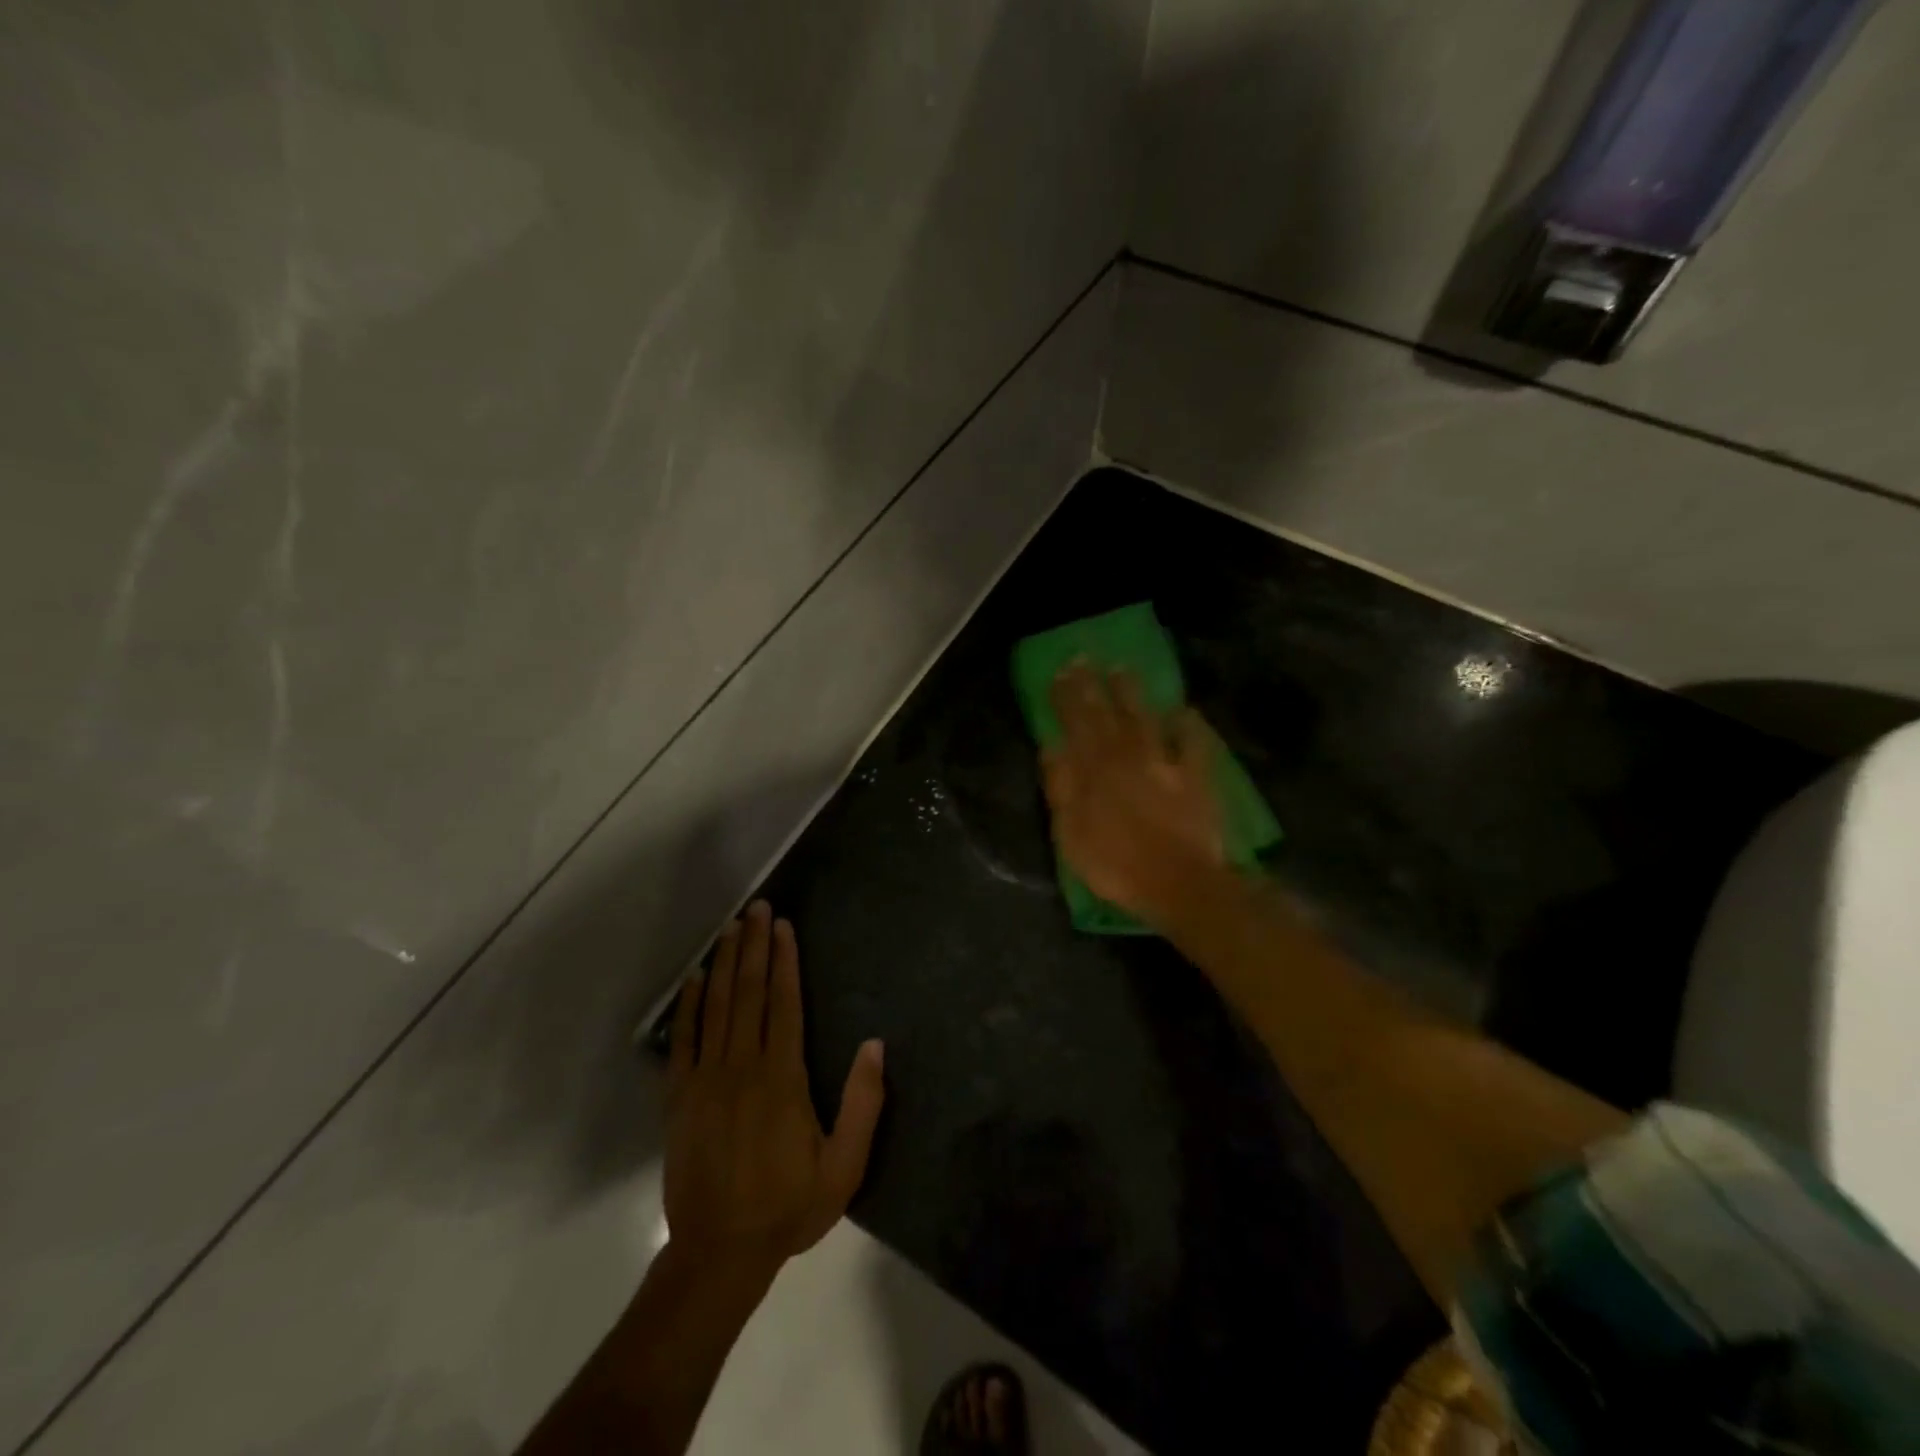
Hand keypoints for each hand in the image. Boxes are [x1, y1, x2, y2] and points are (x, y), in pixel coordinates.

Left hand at [664, 901, 884, 1278]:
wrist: (718, 1253)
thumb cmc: (788, 1206)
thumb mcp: (843, 1166)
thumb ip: (863, 1104)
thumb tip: (875, 1045)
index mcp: (782, 1077)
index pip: (784, 1004)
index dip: (785, 961)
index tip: (784, 926)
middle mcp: (742, 1066)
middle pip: (749, 993)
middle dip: (755, 946)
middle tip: (758, 907)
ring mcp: (705, 1079)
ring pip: (717, 1006)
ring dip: (726, 962)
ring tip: (733, 927)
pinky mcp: (679, 1097)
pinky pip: (683, 1040)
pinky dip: (689, 1005)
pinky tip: (696, 978)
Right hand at [1042, 663, 1224, 919]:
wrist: (1180, 883)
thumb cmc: (1116, 865)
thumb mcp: (1071, 833)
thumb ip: (1061, 787)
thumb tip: (1051, 746)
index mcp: (1094, 770)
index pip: (1075, 724)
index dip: (1066, 697)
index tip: (1058, 672)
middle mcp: (1127, 756)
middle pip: (1106, 714)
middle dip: (1092, 685)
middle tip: (1083, 658)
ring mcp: (1164, 763)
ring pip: (1145, 718)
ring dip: (1132, 693)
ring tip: (1122, 669)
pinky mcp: (1195, 775)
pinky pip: (1192, 741)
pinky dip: (1187, 724)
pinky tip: (1183, 711)